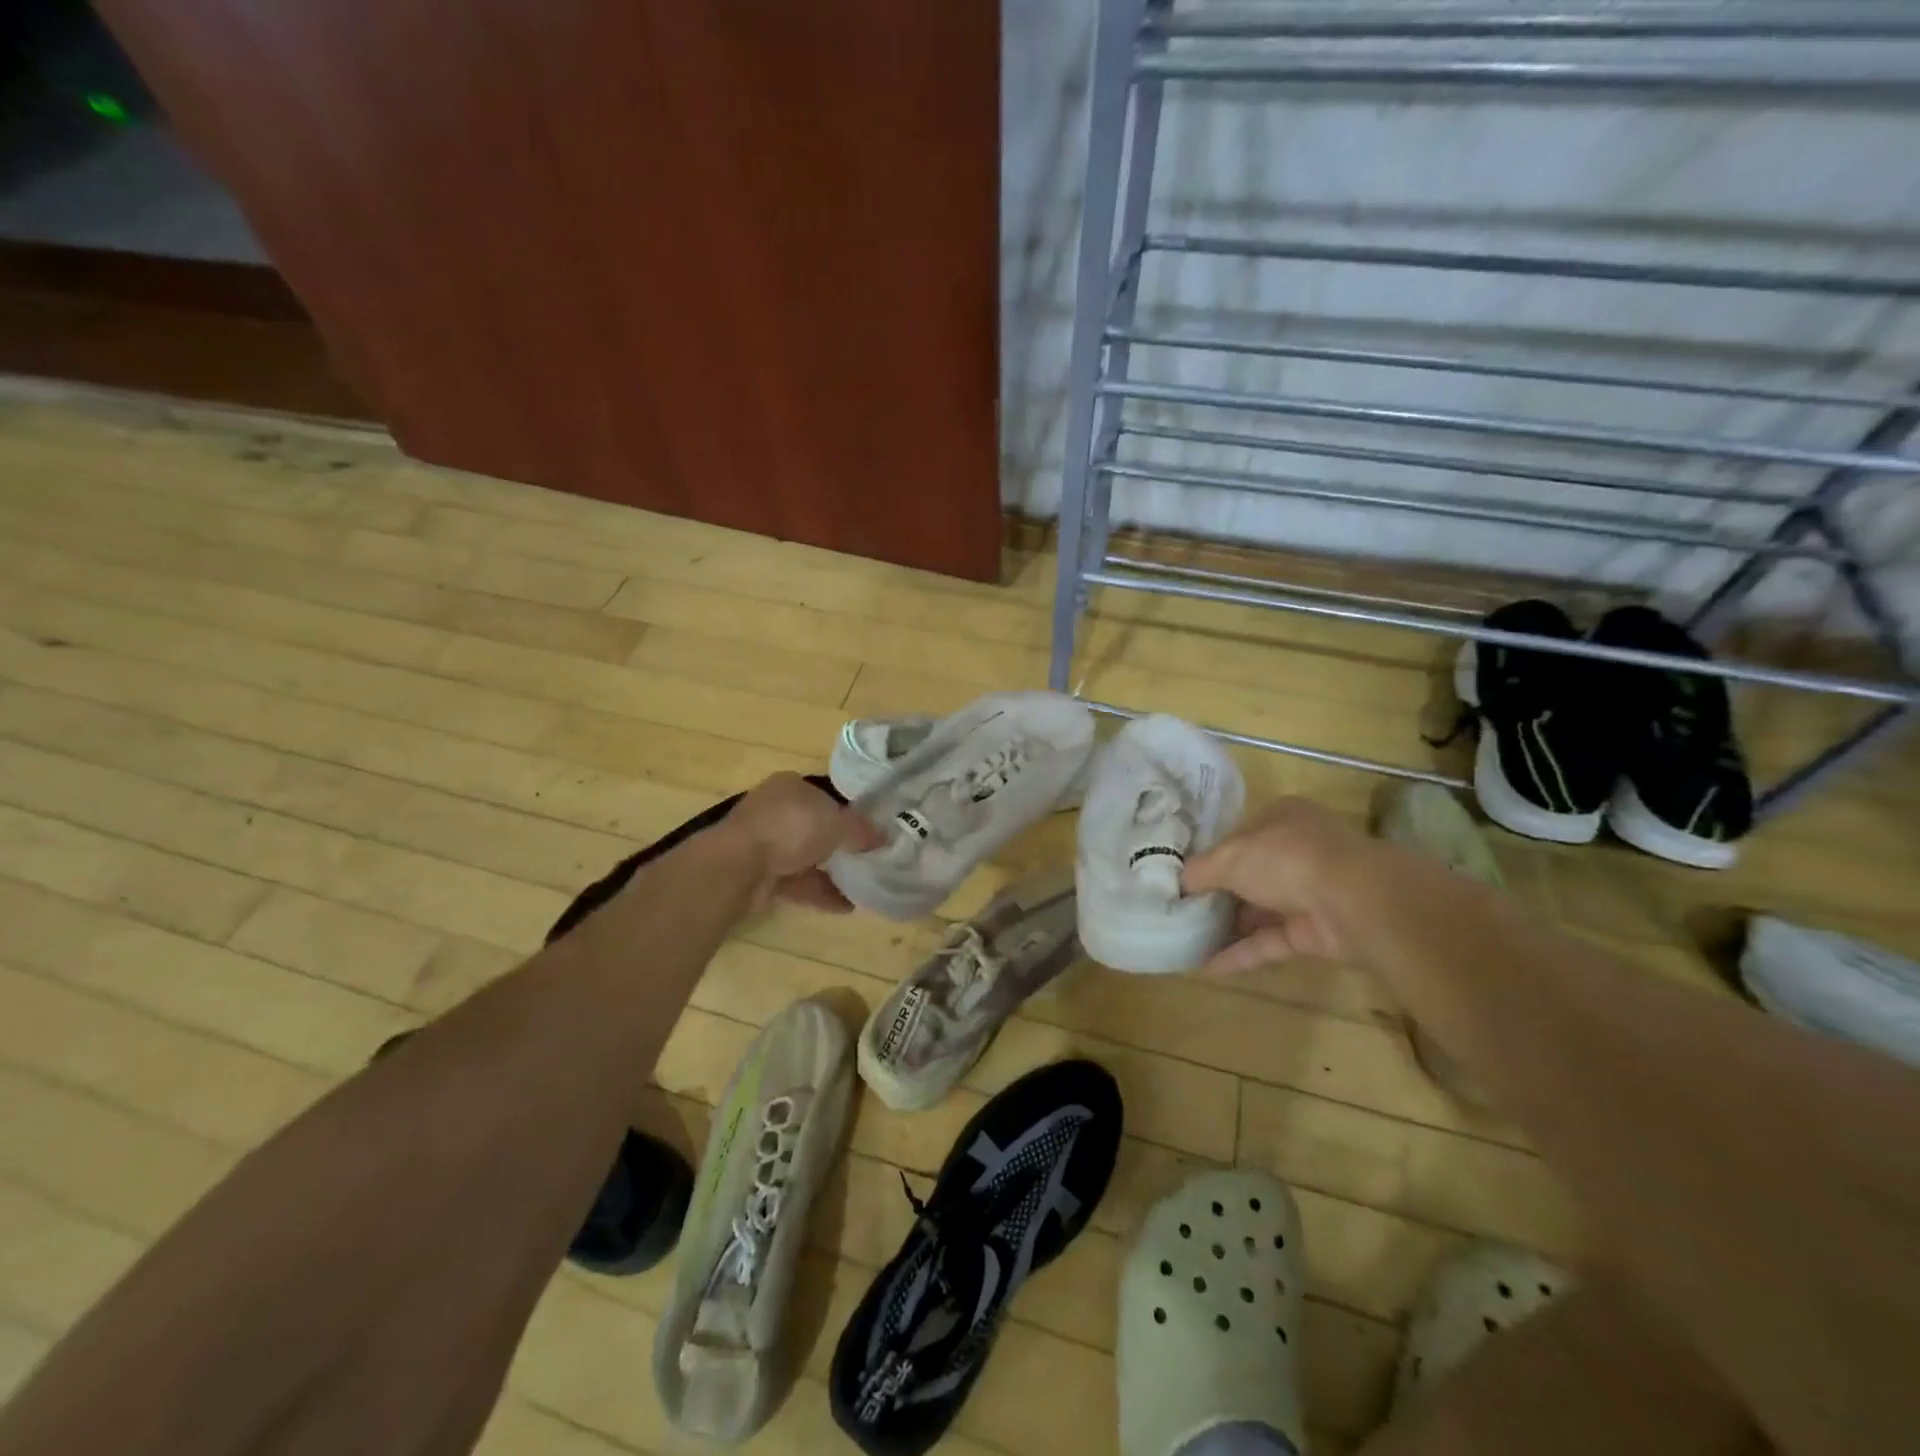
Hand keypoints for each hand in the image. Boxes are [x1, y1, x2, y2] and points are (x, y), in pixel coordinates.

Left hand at [719, 773, 885, 912]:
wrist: (739, 864)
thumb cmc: (791, 828)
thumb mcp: (837, 823)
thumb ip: (862, 830)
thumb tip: (885, 836)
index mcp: (791, 787)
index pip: (825, 797)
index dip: (847, 814)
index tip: (867, 833)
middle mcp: (775, 810)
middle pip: (814, 828)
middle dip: (838, 846)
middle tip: (866, 860)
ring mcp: (764, 843)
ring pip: (805, 857)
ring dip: (831, 873)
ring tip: (861, 888)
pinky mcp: (759, 873)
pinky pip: (796, 882)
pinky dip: (819, 892)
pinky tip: (845, 906)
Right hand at [1180, 798, 1369, 972]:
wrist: (1356, 901)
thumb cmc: (1287, 859)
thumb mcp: (1230, 856)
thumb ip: (1200, 870)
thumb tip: (1178, 882)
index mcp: (1280, 819)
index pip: (1237, 836)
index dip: (1208, 855)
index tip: (1179, 876)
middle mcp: (1296, 852)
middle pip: (1247, 874)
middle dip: (1215, 893)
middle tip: (1177, 910)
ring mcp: (1308, 893)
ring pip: (1259, 910)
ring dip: (1226, 925)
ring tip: (1185, 939)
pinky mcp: (1314, 932)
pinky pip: (1269, 941)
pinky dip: (1241, 953)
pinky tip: (1206, 965)